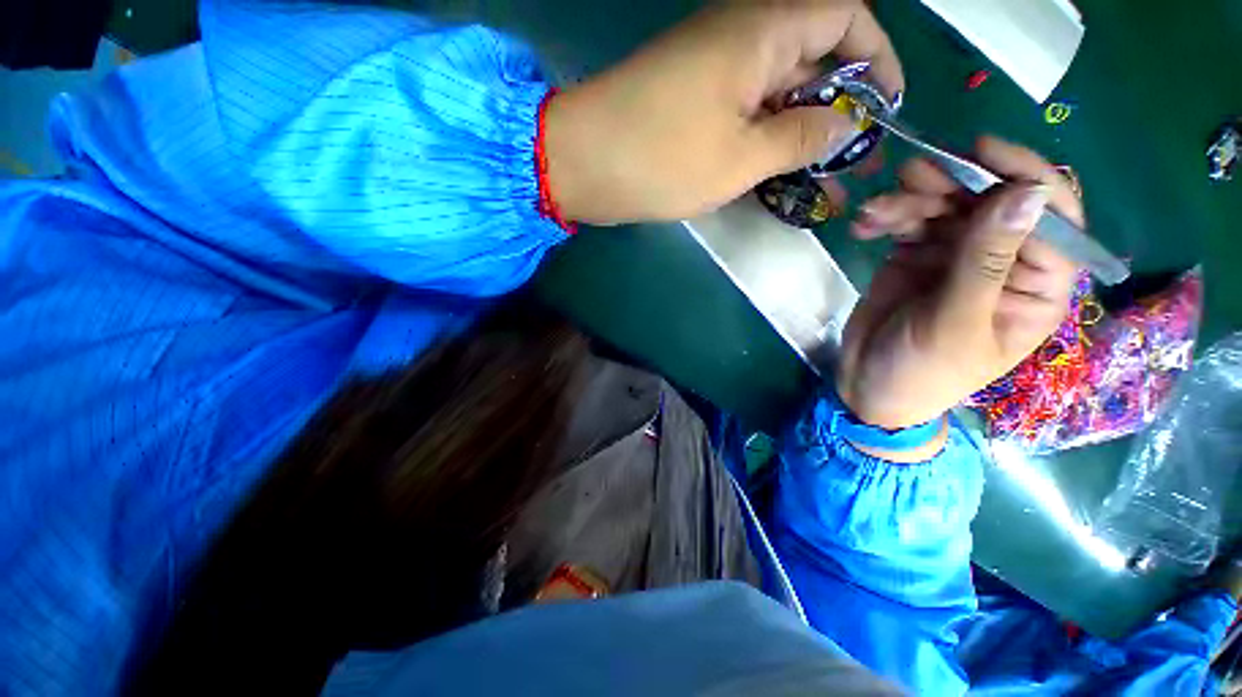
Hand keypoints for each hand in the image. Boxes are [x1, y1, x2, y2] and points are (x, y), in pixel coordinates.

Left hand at [544, 0, 902, 223]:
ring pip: (776, 95)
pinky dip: (765, 143)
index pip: (845, 17)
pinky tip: (776, 178)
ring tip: (821, 182)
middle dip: (838, 110)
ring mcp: (714, 72)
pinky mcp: (693, 103)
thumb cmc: (661, 159)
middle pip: (813, 60)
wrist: (584, 165)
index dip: (875, 59)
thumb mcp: (741, 157)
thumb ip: (800, 138)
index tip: (884, 110)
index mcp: (762, 29)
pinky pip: (744, 114)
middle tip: (852, 163)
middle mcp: (741, 38)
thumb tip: (843, 125)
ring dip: (800, 136)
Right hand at [837, 137, 1081, 428]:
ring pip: (944, 207)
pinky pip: (907, 223)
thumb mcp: (955, 323)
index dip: (1024, 176)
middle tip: (910, 178)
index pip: (1051, 217)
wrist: (868, 386)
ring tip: (875, 210)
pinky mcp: (916, 255)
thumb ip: (986, 262)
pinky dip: (886, 218)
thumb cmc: (923, 371)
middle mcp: (1002, 261)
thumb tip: (1026, 193)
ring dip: (909, 201)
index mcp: (1035, 284)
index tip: (982, 151)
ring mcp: (956, 256)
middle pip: (989, 202)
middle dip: (951, 186)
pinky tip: (864, 226)